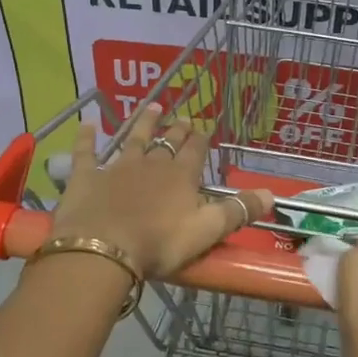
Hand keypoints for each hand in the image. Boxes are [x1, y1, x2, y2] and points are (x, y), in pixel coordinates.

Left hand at [49, 106, 271, 279]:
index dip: (202, 140)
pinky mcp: (86, 177)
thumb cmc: (160, 243)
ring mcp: (116, 167)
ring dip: (143, 124)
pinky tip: (86, 123)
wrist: (104, 249)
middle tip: (183, 117)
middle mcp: (151, 164)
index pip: (196, 151)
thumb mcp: (207, 230)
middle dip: (177, 129)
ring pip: (133, 139)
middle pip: (167, 142)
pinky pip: (86, 151)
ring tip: (151, 107)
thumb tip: (272, 194)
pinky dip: (86, 137)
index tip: (206, 129)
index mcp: (181, 176)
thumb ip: (238, 211)